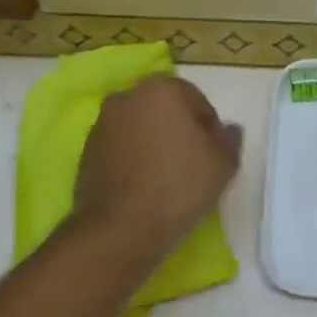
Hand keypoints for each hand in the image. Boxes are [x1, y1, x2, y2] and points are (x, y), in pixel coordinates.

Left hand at [74, 77, 241, 255]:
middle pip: (164, 111)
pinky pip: (120, 148)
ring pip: (140, 129)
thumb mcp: (223, 163)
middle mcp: (127, 96)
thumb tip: (228, 129)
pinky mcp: (87, 150)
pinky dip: (132, 160)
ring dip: (153, 144)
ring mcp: (102, 123)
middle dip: (178, 131)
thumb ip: (229, 139)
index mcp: (162, 89)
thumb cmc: (179, 186)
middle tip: (191, 166)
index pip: (196, 101)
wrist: (121, 227)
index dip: (209, 129)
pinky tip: (142, 187)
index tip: (211, 156)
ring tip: (165, 179)